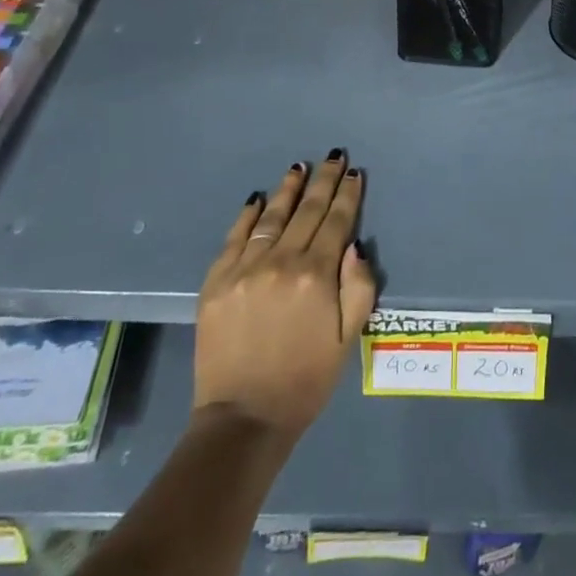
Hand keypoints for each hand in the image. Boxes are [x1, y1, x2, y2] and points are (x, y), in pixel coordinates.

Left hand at [194, 152, 376, 438]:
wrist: (243, 419)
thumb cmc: (305, 380)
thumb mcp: (348, 339)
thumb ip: (359, 288)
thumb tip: (355, 246)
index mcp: (316, 275)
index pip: (336, 222)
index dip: (348, 195)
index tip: (355, 173)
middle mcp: (281, 261)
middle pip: (307, 210)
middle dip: (324, 180)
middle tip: (334, 156)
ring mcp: (245, 268)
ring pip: (272, 216)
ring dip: (289, 189)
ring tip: (300, 167)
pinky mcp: (216, 281)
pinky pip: (235, 237)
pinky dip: (248, 215)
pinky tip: (258, 198)